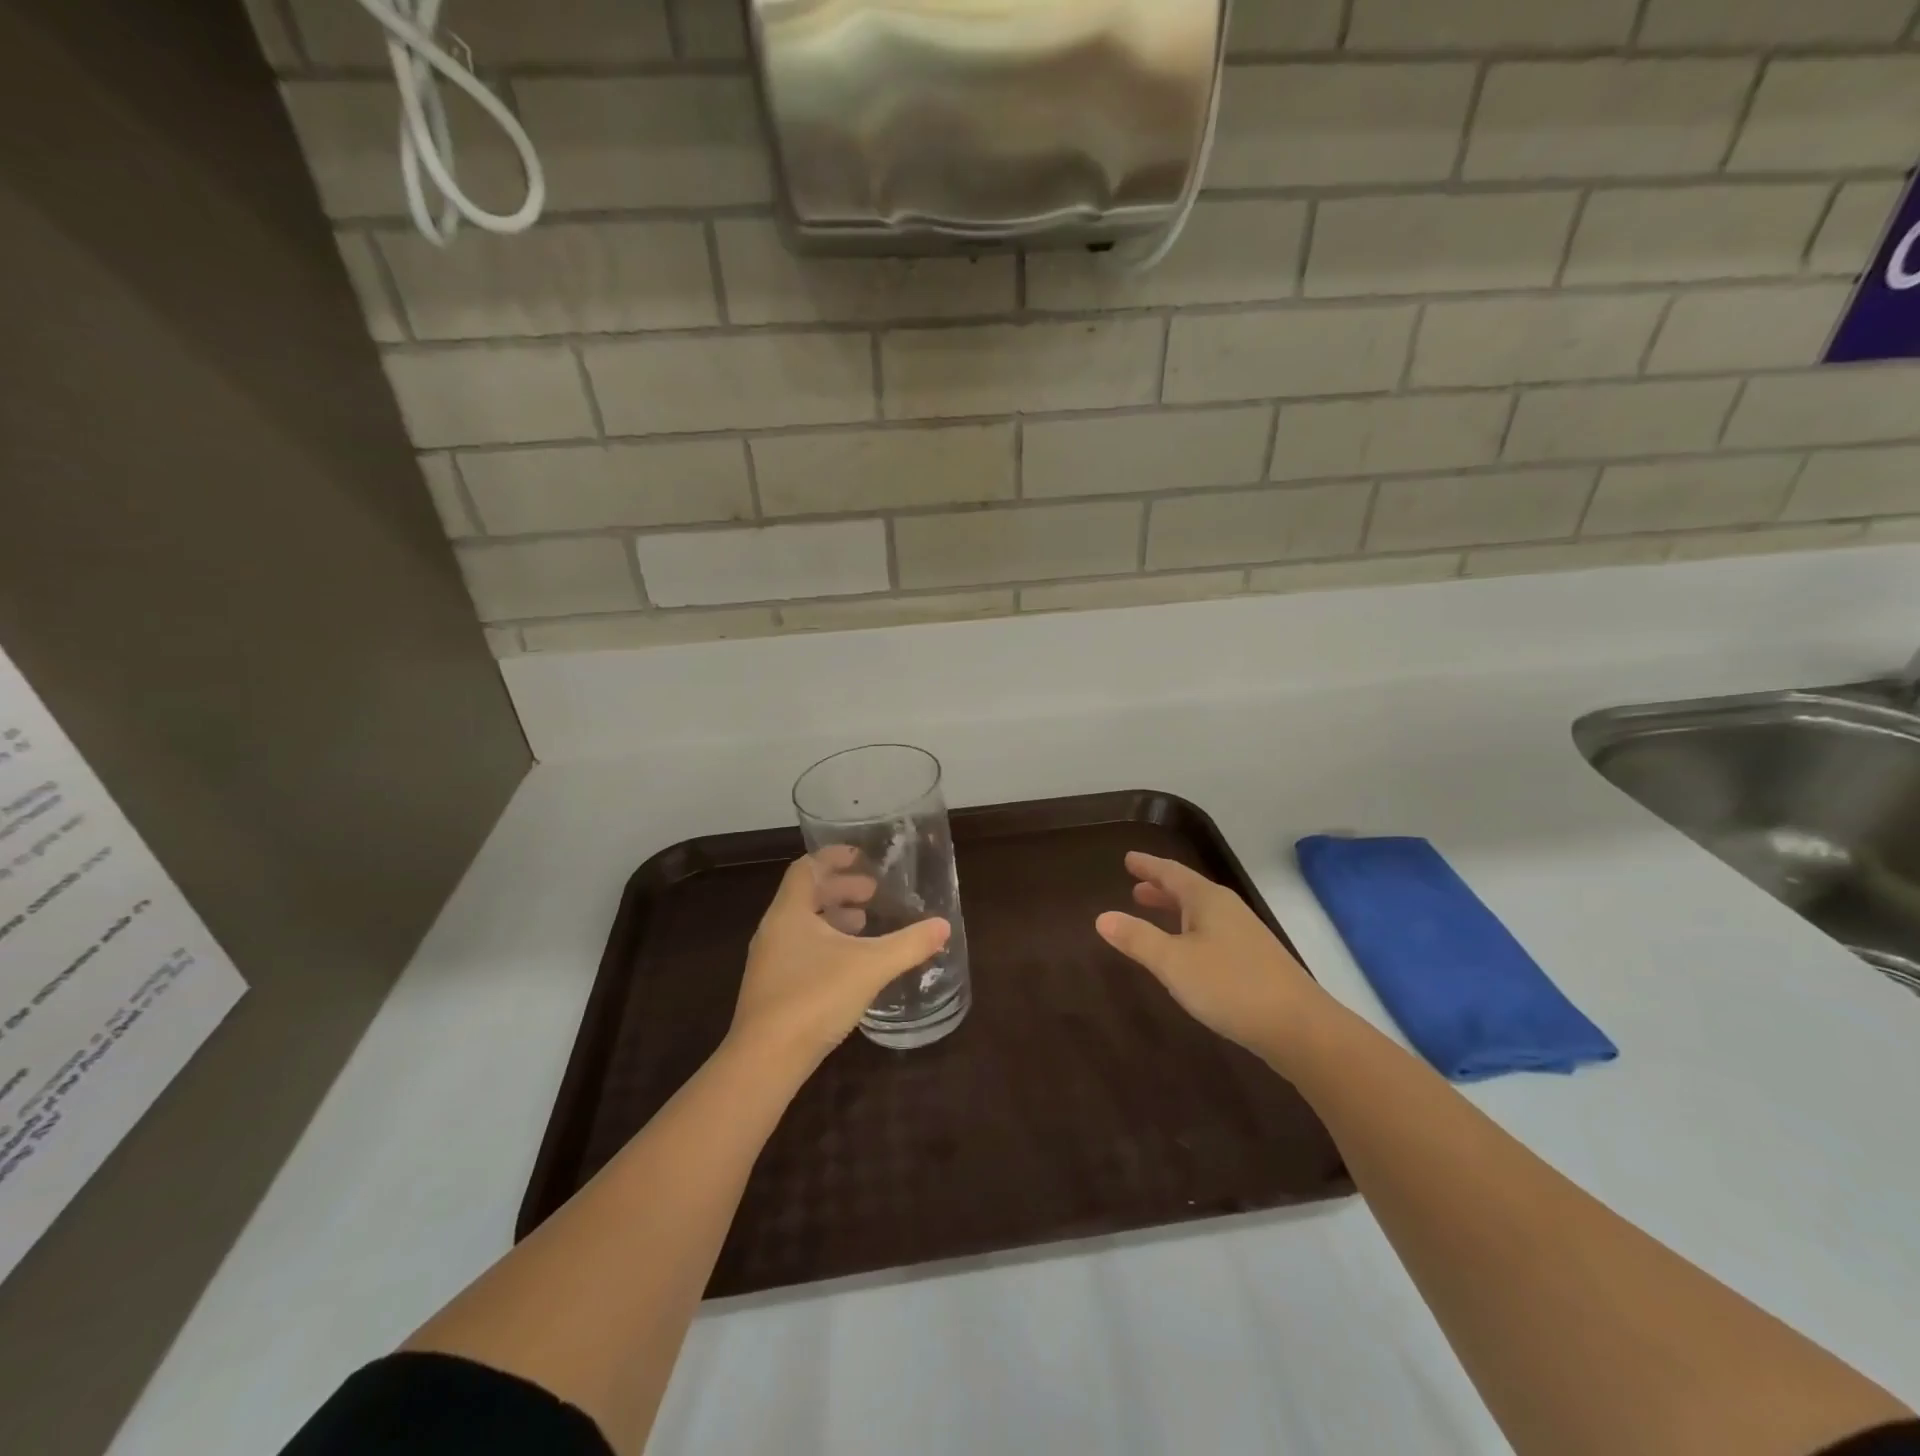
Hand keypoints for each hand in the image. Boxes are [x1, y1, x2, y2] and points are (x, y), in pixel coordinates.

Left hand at [730, 847, 950, 1072]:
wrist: (765, 1060)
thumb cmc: (814, 998)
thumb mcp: (870, 966)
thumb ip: (909, 944)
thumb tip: (943, 926)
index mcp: (789, 913)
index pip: (806, 869)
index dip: (833, 858)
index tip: (860, 856)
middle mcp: (774, 931)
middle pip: (805, 895)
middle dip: (840, 889)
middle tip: (872, 893)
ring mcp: (769, 961)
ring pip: (802, 925)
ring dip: (833, 917)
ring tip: (865, 923)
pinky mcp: (772, 988)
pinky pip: (800, 950)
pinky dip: (825, 943)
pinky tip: (848, 963)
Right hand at [1096, 851, 1330, 1066]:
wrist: (1299, 1027)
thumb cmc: (1230, 986)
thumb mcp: (1173, 963)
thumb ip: (1137, 939)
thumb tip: (1102, 917)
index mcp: (1207, 900)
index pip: (1171, 873)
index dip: (1148, 866)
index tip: (1128, 858)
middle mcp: (1228, 909)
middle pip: (1189, 890)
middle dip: (1161, 888)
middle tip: (1136, 887)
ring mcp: (1246, 935)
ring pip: (1202, 913)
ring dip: (1176, 910)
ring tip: (1154, 915)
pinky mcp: (1256, 960)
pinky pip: (1213, 932)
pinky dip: (1191, 930)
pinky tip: (1188, 952)